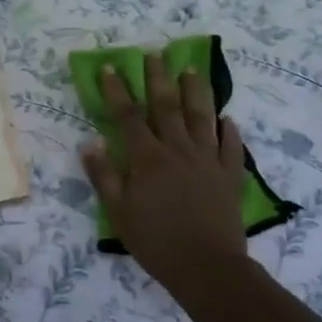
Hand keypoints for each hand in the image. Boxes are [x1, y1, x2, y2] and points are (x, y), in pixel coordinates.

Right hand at [81, 55, 248, 293]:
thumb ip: (104, 175)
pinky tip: (228, 118)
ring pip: (202, 117)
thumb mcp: (118, 212)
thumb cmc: (155, 241)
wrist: (206, 267)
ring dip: (196, 91)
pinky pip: (231, 147)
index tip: (112, 67)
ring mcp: (208, 160)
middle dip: (158, 78)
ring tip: (191, 69)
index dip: (117, 90)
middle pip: (166, 106)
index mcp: (147, 158)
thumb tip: (91, 141)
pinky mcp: (230, 176)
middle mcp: (178, 150)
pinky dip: (229, 131)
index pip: (128, 115)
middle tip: (155, 54)